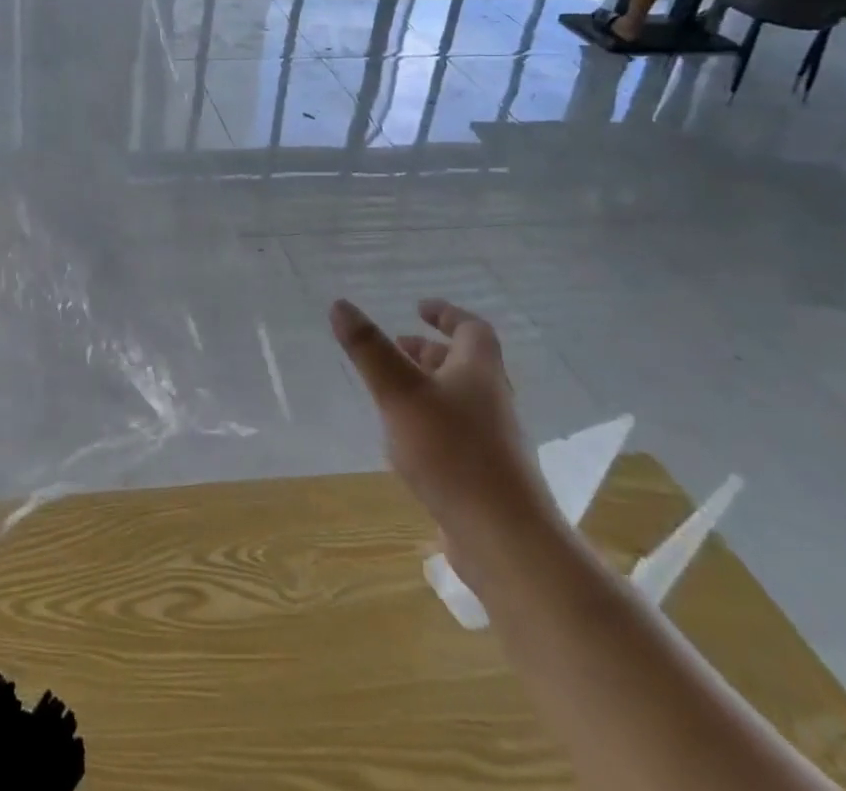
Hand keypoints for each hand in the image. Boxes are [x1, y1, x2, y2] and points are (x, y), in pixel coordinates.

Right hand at [330, 298, 561, 581]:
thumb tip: (340, 304)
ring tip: (391, 390)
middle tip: (397, 346)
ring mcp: (492, 441)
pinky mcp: (485, 475)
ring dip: (428, 386)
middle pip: (465, 365)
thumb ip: (369, 350)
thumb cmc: (452, 453)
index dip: (446, 314)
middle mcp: (491, 401)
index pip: (471, 329)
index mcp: (479, 372)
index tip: (419, 308)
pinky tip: (404, 441)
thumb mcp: (400, 393)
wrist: (505, 540)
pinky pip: (455, 433)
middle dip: (430, 351)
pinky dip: (430, 422)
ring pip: (459, 400)